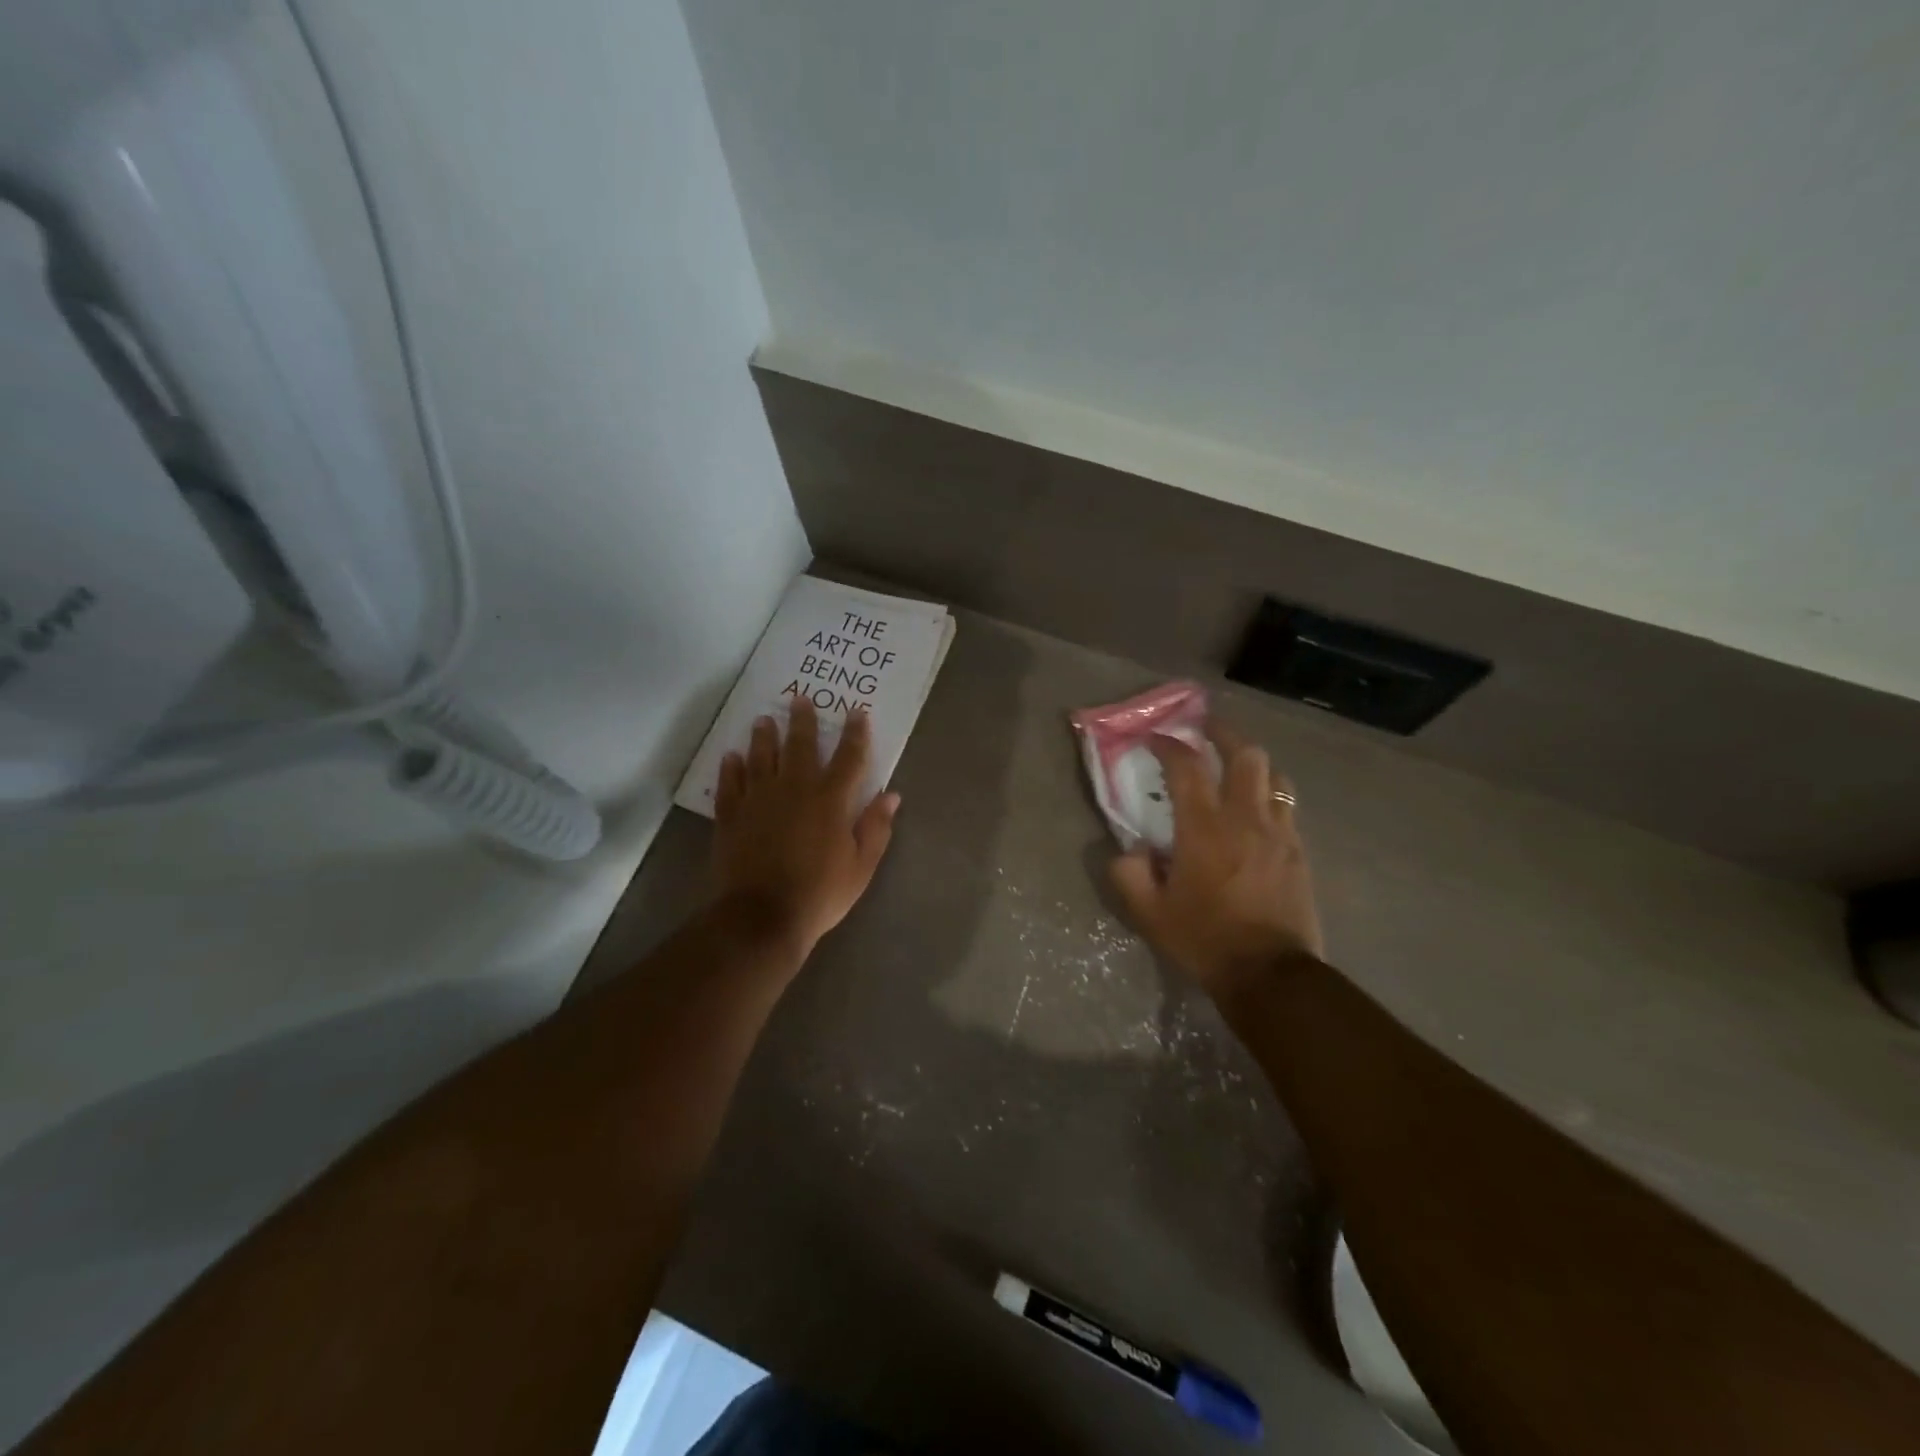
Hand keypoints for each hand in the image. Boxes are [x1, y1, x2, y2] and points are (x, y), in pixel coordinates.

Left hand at [713, 697, 900, 960]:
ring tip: (763, 720)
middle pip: (800, 746)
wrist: (763, 916)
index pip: (849, 757)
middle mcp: (794, 789)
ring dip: (764, 737)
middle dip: (802, 721)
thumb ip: (876, 828)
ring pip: (761, 758)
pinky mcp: (732, 816)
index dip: (855, 733)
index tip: (857, 712)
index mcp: (830, 800)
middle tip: (799, 698)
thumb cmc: (820, 893)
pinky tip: (731, 756)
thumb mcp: (861, 866)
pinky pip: (730, 784)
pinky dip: (731, 768)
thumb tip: (891, 795)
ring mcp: (759, 800)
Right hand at [1110, 722, 1323, 1006]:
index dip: (1168, 745)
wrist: (1270, 974)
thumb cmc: (1204, 940)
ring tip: (1236, 764)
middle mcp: (1245, 818)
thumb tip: (1130, 850)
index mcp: (1203, 828)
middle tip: (1205, 730)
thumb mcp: (1149, 914)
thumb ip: (1129, 874)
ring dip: (1252, 761)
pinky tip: (1258, 808)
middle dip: (1223, 734)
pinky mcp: (1298, 851)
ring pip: (1274, 775)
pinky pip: (1287, 806)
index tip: (1155, 738)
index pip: (1186, 767)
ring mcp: (1278, 832)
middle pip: (1245, 754)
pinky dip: (1269, 793)